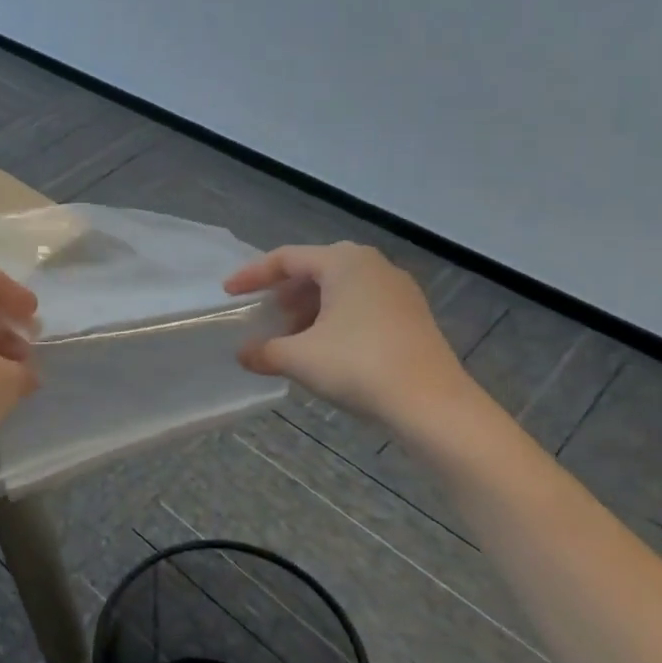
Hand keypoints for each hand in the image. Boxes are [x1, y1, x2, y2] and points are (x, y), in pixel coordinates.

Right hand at [224, 243, 471, 427]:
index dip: (253, 275)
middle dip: (283, 292)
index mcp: (344, 262)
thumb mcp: (299, 358)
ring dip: (308, 308)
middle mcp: (372, 266)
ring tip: (289, 336)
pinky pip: (360, 305)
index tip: (229, 293)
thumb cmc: (358, 366)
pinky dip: (334, 319)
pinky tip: (323, 348)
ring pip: (340, 289)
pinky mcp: (411, 316)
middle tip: (262, 314)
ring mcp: (397, 290)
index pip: (286, 258)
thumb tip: (244, 354)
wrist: (432, 404)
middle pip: (315, 270)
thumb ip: (264, 351)